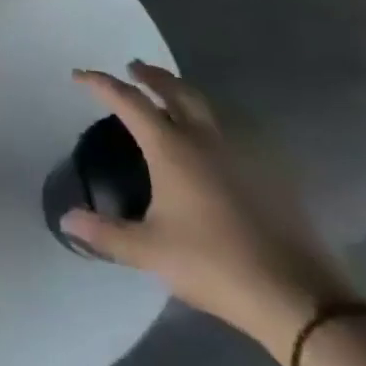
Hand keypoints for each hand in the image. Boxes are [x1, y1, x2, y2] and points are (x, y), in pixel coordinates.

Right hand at [63, 62, 354, 357]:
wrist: (299, 298)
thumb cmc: (214, 264)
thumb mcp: (150, 251)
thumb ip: (106, 233)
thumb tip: (67, 220)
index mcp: (172, 148)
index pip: (129, 101)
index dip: (101, 84)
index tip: (79, 76)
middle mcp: (205, 139)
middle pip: (174, 90)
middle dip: (150, 75)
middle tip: (133, 68)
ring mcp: (242, 154)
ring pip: (207, 106)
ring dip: (182, 92)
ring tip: (170, 96)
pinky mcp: (270, 174)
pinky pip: (232, 131)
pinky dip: (211, 121)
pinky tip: (211, 141)